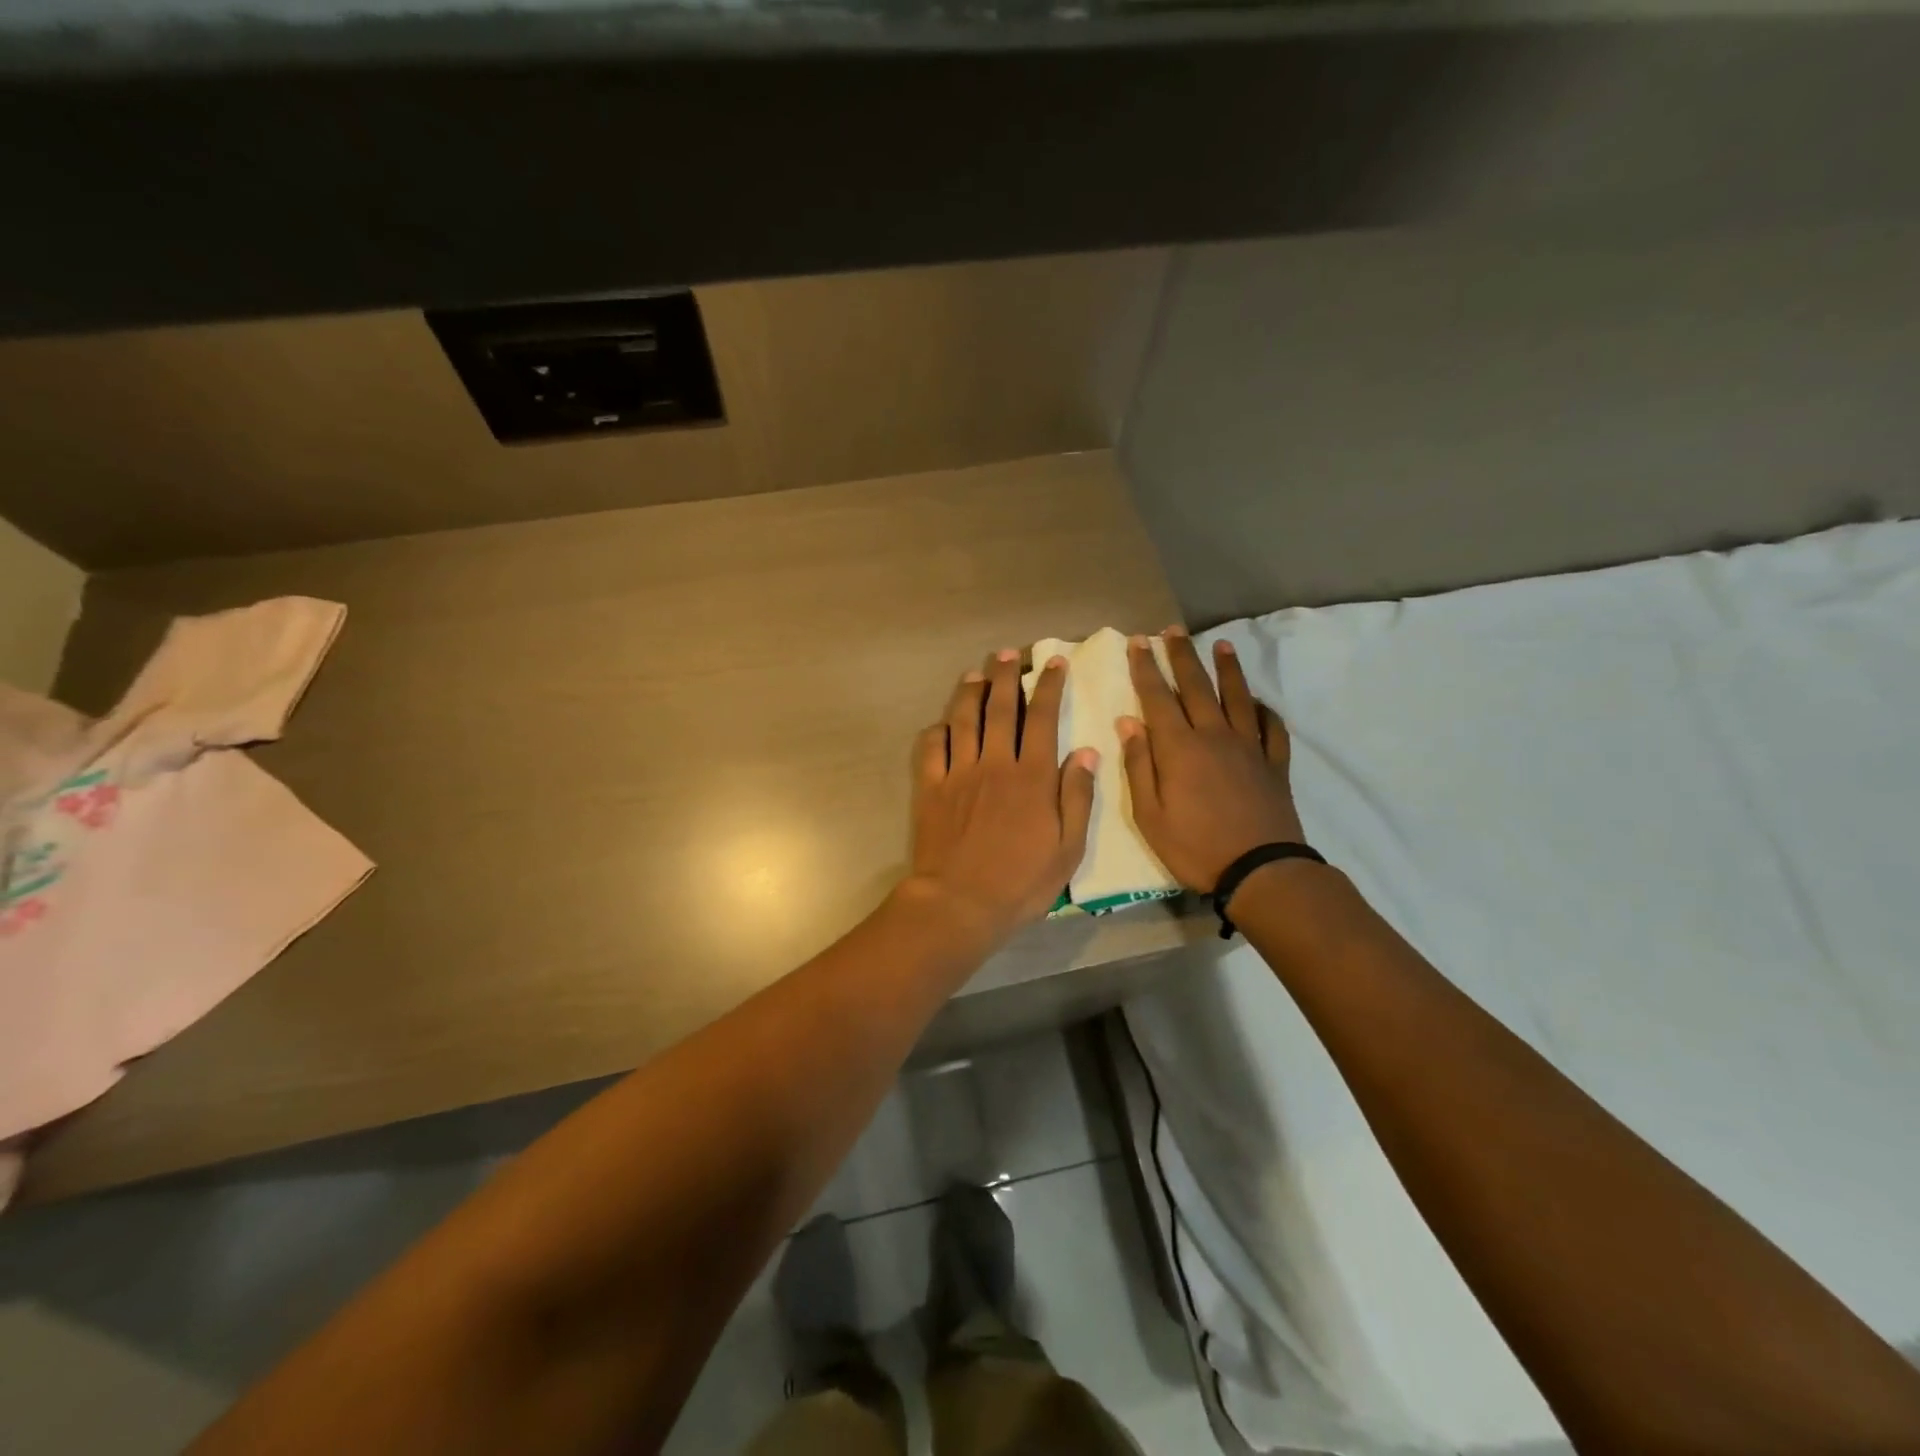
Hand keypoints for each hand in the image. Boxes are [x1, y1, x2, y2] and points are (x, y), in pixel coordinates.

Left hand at [902, 649, 1097, 942]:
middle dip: (1006, 676)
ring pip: (963, 720)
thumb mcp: (1068, 849)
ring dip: (970, 692)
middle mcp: (995, 764)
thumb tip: (1088, 753)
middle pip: (1000, 709)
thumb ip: (1078, 798)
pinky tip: (943, 723)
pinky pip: (931, 748)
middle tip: (1008, 654)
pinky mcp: (931, 788)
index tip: (1054, 663)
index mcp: (1032, 776)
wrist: (960, 903)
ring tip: (976, 673)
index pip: (1043, 718)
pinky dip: (937, 730)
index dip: (1049, 687)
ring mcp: (959, 773)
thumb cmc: (1021, 882)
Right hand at [1118, 629, 1305, 892]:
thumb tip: (1129, 723)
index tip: (1139, 641)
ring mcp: (1249, 747)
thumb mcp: (1149, 815)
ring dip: (1227, 669)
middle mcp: (1214, 736)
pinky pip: (1271, 728)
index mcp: (1179, 748)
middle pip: (1196, 687)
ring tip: (1221, 645)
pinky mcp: (1274, 764)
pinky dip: (1264, 710)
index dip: (1146, 668)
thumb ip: (1139, 766)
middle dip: (1181, 656)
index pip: (1157, 697)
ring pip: (1237, 697)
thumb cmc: (1194, 847)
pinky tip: (1258, 702)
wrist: (1260, 870)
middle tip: (1173, 630)